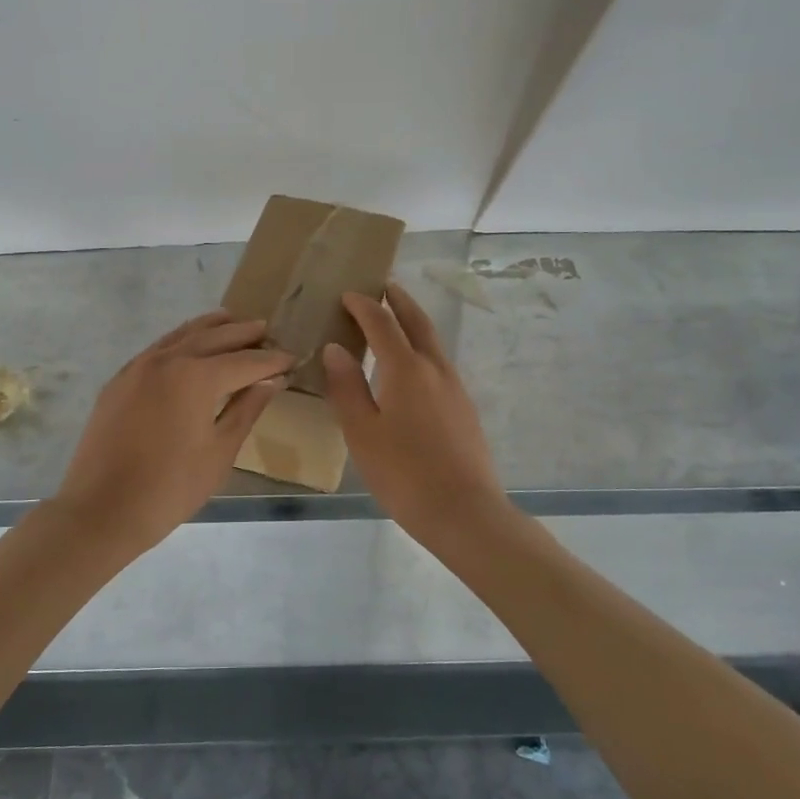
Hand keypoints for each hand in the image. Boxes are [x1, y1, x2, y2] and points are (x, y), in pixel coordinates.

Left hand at [53, 311, 291, 554]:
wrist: (102, 509)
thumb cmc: (171, 487)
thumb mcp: (220, 451)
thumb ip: (246, 409)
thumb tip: (271, 380)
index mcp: (196, 376)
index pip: (245, 361)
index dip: (272, 360)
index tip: (293, 358)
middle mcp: (167, 359)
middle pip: (214, 337)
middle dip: (244, 334)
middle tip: (267, 331)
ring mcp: (138, 367)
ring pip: (182, 335)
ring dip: (211, 327)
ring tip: (232, 321)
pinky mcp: (120, 380)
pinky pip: (158, 348)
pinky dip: (181, 340)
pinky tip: (189, 346)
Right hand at [322, 282, 511, 544]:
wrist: (463, 511)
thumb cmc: (403, 473)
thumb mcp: (362, 432)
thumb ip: (347, 387)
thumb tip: (335, 348)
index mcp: (406, 369)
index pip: (382, 324)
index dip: (363, 306)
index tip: (347, 294)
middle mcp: (435, 369)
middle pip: (417, 322)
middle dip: (398, 301)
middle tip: (383, 287)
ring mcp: (454, 388)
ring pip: (432, 342)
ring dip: (413, 323)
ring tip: (395, 320)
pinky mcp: (464, 408)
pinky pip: (439, 363)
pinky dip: (421, 349)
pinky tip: (411, 368)